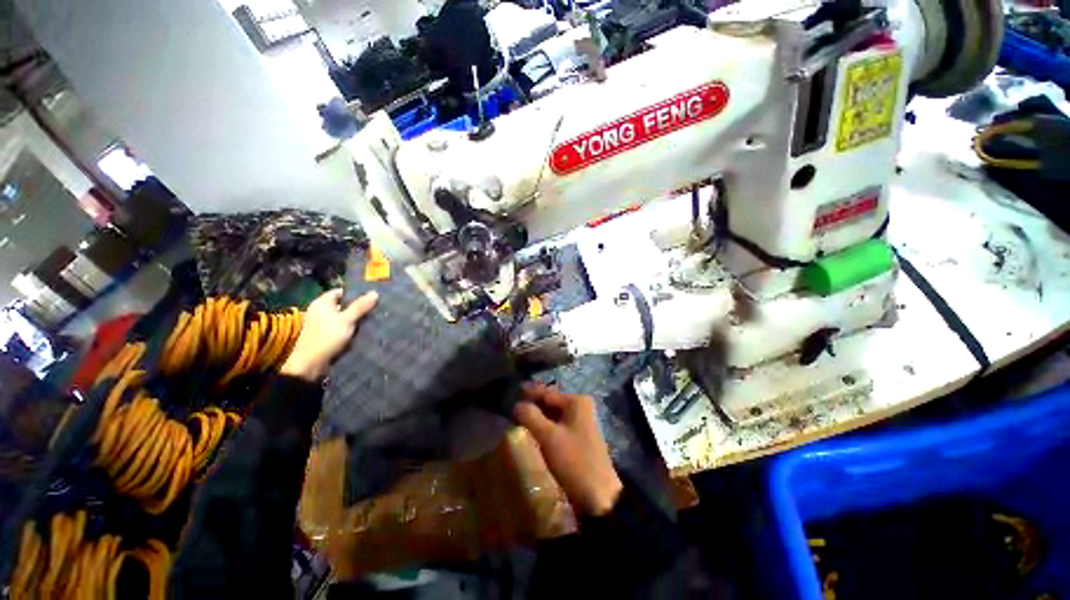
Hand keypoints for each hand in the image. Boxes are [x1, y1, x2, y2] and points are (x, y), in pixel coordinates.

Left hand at [281, 289, 377, 380]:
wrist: (310, 363)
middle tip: (376, 306)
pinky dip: (351, 325)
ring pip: (343, 315)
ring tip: (373, 317)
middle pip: (343, 303)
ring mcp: (322, 322)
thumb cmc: (327, 337)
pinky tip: (363, 328)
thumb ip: (360, 306)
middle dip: (358, 305)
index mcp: (322, 303)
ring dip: (355, 317)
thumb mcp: (347, 320)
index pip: (341, 291)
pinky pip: (341, 325)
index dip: (356, 292)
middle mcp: (320, 310)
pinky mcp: (325, 333)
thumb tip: (375, 293)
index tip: (371, 296)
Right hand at [513, 384, 623, 516]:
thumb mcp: (549, 437)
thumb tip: (516, 404)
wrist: (599, 496)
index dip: (527, 394)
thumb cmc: (574, 461)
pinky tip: (532, 431)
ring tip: (517, 419)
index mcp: (576, 401)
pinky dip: (544, 426)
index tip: (509, 395)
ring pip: (552, 414)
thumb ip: (531, 416)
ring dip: (537, 417)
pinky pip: (557, 425)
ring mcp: (580, 422)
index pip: (546, 393)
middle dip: (532, 406)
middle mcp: (580, 406)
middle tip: (510, 410)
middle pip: (550, 402)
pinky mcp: (578, 436)